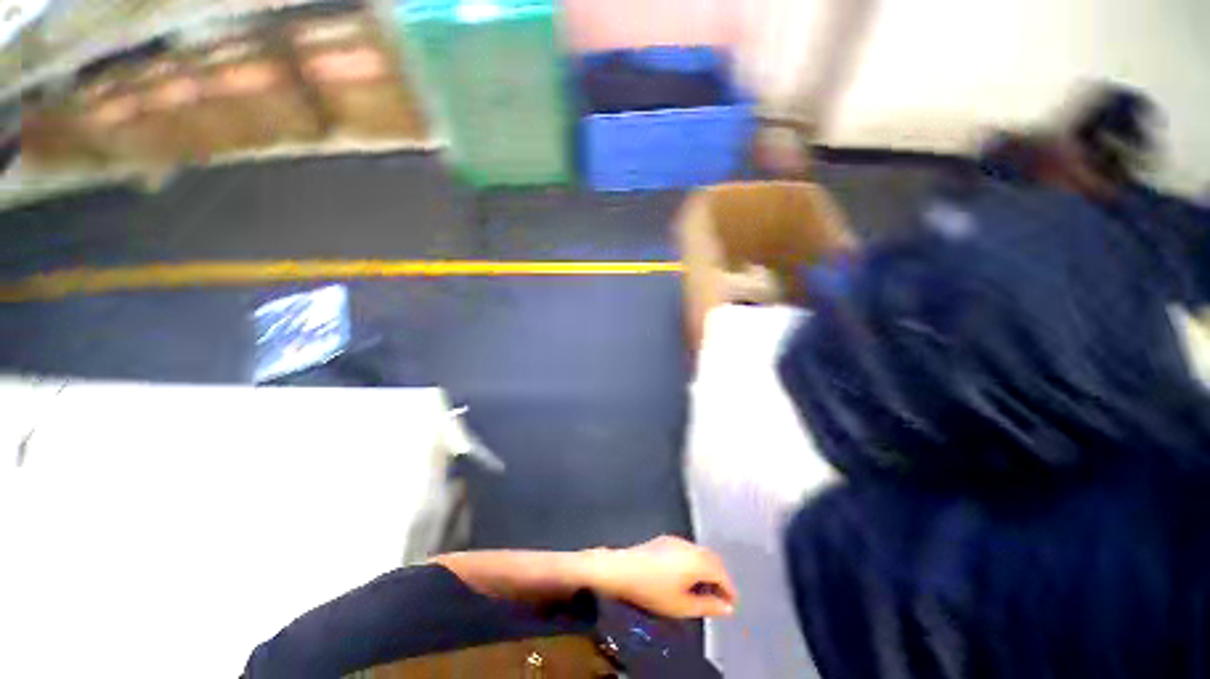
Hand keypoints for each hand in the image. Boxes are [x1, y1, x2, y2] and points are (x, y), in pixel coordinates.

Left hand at [587, 536, 737, 618]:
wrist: (624, 569)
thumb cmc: (654, 590)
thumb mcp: (682, 606)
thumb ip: (708, 606)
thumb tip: (727, 607)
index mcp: (698, 561)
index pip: (722, 573)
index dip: (729, 589)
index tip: (732, 604)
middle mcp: (690, 546)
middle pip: (713, 559)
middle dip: (720, 577)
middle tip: (721, 597)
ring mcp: (677, 540)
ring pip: (700, 553)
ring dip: (707, 568)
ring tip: (704, 588)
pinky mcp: (666, 539)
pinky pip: (688, 549)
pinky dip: (695, 561)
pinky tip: (687, 575)